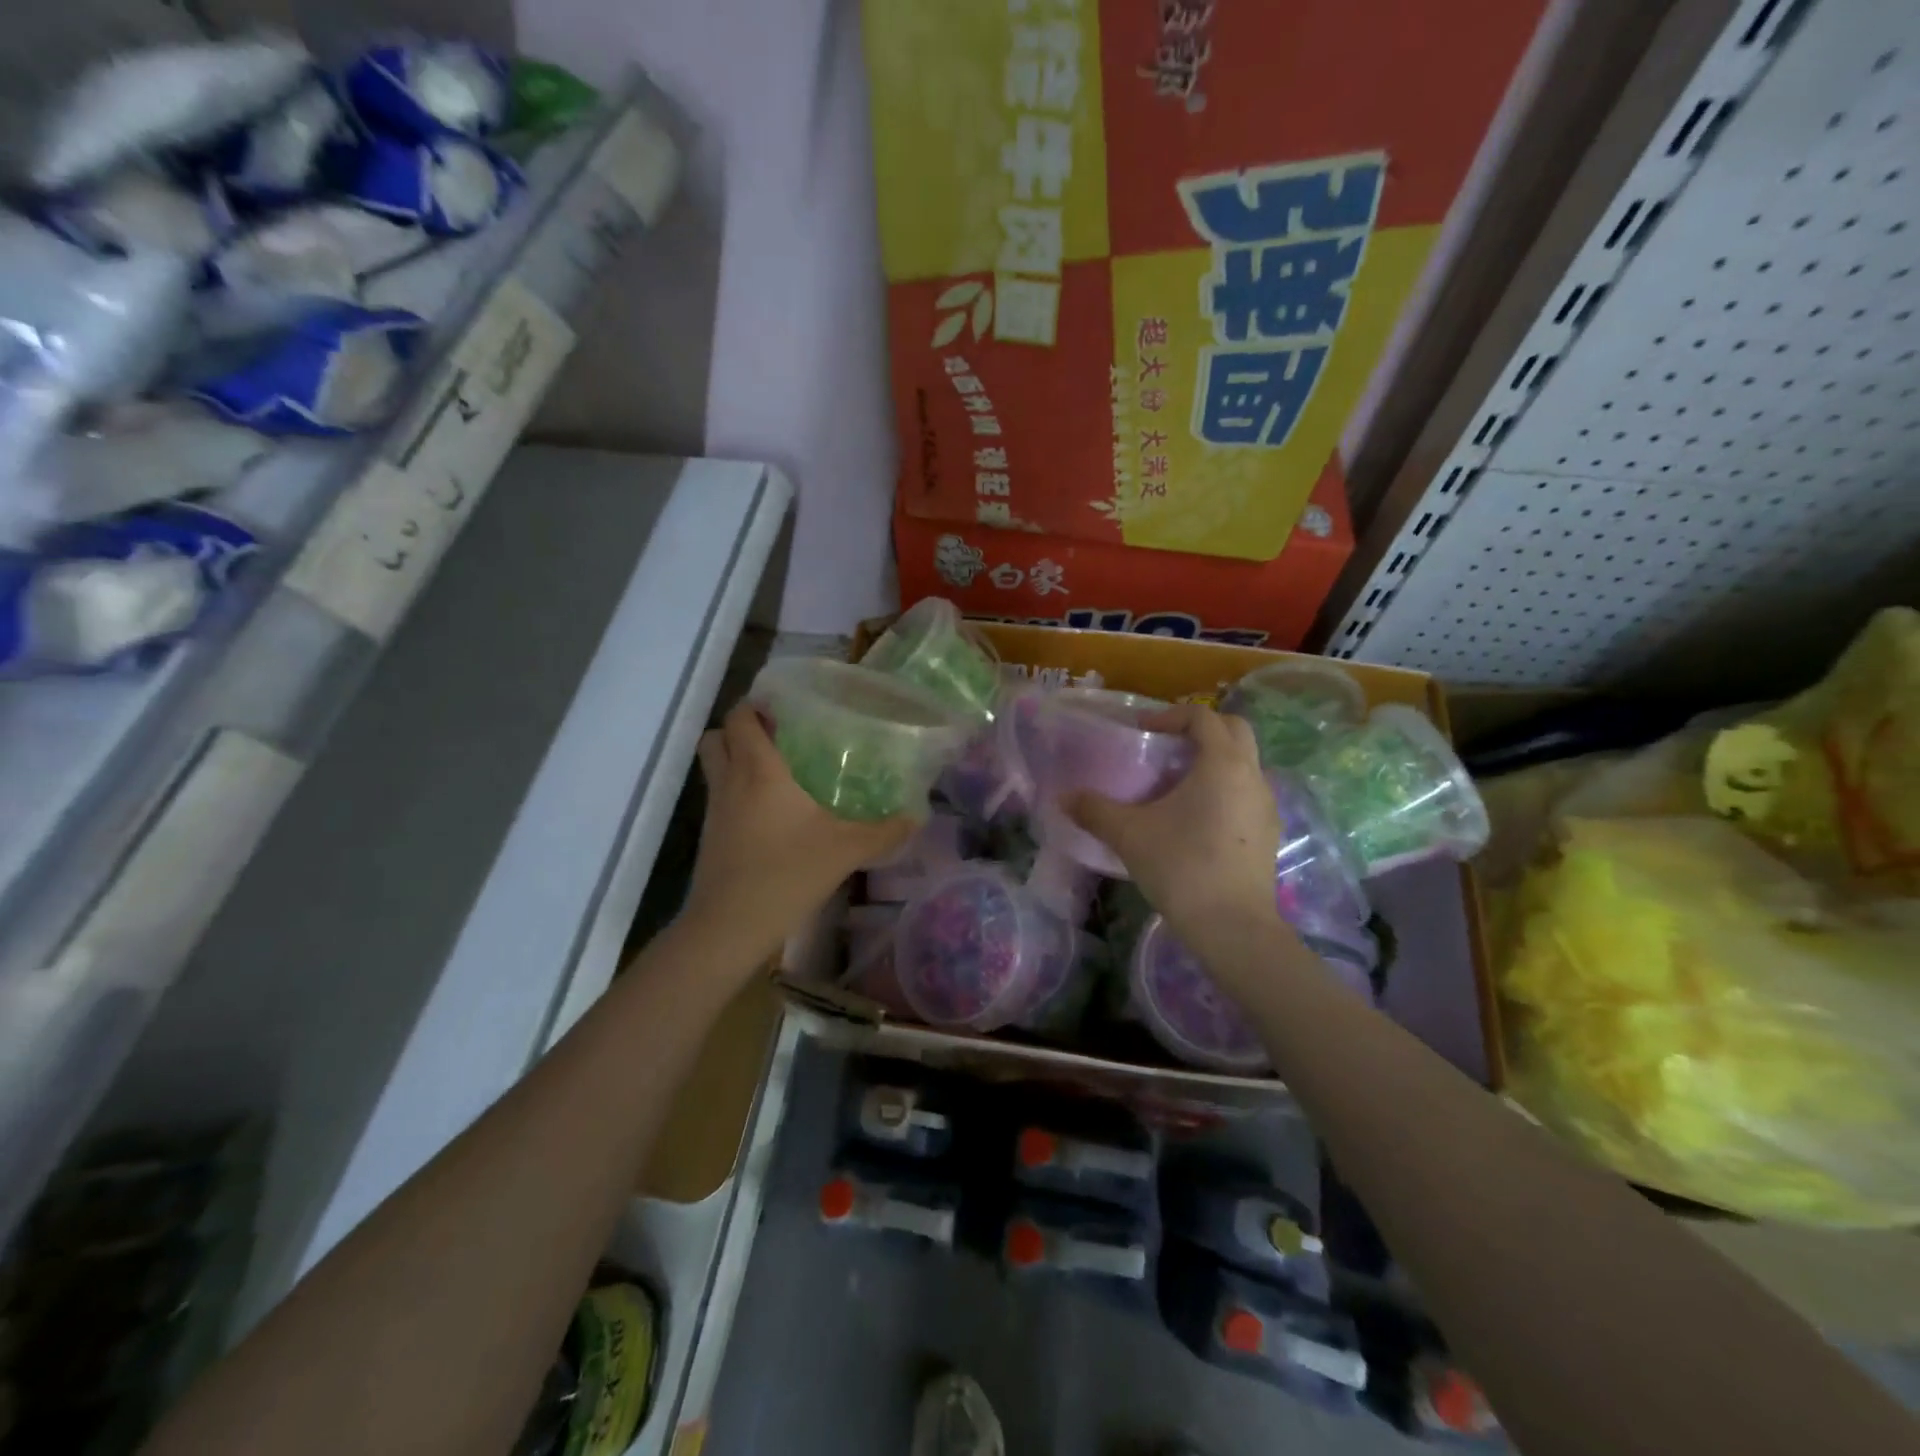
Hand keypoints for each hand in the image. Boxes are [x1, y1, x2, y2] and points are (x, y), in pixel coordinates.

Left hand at [683, 704, 917, 964]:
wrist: (730, 925)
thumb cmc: (787, 874)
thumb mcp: (846, 850)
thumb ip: (884, 831)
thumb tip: (917, 816)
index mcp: (760, 770)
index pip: (742, 716)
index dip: (757, 703)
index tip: (787, 705)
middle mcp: (731, 780)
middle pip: (719, 734)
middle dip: (743, 728)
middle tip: (779, 734)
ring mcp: (715, 808)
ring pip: (714, 764)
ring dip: (735, 757)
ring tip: (776, 768)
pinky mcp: (710, 834)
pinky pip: (719, 795)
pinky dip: (736, 790)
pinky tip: (770, 812)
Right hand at [1067, 704, 1284, 954]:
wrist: (1232, 926)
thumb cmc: (1181, 866)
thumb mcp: (1129, 834)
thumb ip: (1094, 810)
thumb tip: (1064, 797)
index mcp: (1222, 763)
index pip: (1203, 716)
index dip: (1170, 715)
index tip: (1142, 731)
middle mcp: (1252, 775)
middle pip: (1234, 730)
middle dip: (1201, 729)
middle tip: (1166, 746)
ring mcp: (1266, 805)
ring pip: (1244, 763)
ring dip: (1214, 760)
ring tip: (1177, 784)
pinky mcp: (1269, 832)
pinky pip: (1247, 792)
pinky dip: (1224, 788)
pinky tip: (1196, 818)